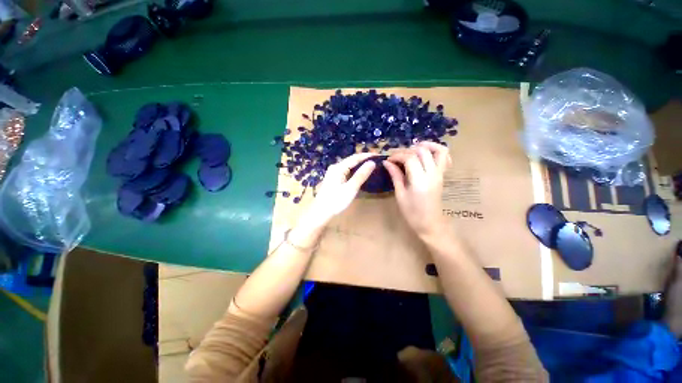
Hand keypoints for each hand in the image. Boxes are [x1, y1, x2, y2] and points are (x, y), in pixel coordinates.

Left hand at [301, 153, 376, 228]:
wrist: (321, 212)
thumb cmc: (336, 201)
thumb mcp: (350, 188)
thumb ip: (361, 175)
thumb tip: (372, 163)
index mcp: (338, 168)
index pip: (355, 157)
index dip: (367, 156)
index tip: (379, 155)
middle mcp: (335, 167)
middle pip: (352, 160)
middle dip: (364, 159)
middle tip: (377, 161)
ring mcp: (333, 173)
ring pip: (349, 166)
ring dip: (360, 165)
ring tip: (372, 166)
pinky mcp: (334, 179)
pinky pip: (347, 171)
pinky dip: (355, 171)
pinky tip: (360, 174)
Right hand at [384, 142, 450, 238]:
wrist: (430, 224)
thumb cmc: (412, 213)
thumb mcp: (400, 194)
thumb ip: (395, 175)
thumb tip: (387, 162)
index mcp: (420, 180)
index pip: (410, 158)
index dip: (397, 155)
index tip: (388, 159)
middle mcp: (432, 174)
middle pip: (422, 151)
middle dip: (407, 150)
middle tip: (397, 157)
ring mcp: (440, 174)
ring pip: (438, 150)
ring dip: (425, 145)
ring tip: (412, 149)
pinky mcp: (442, 175)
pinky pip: (444, 157)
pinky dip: (436, 151)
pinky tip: (426, 155)